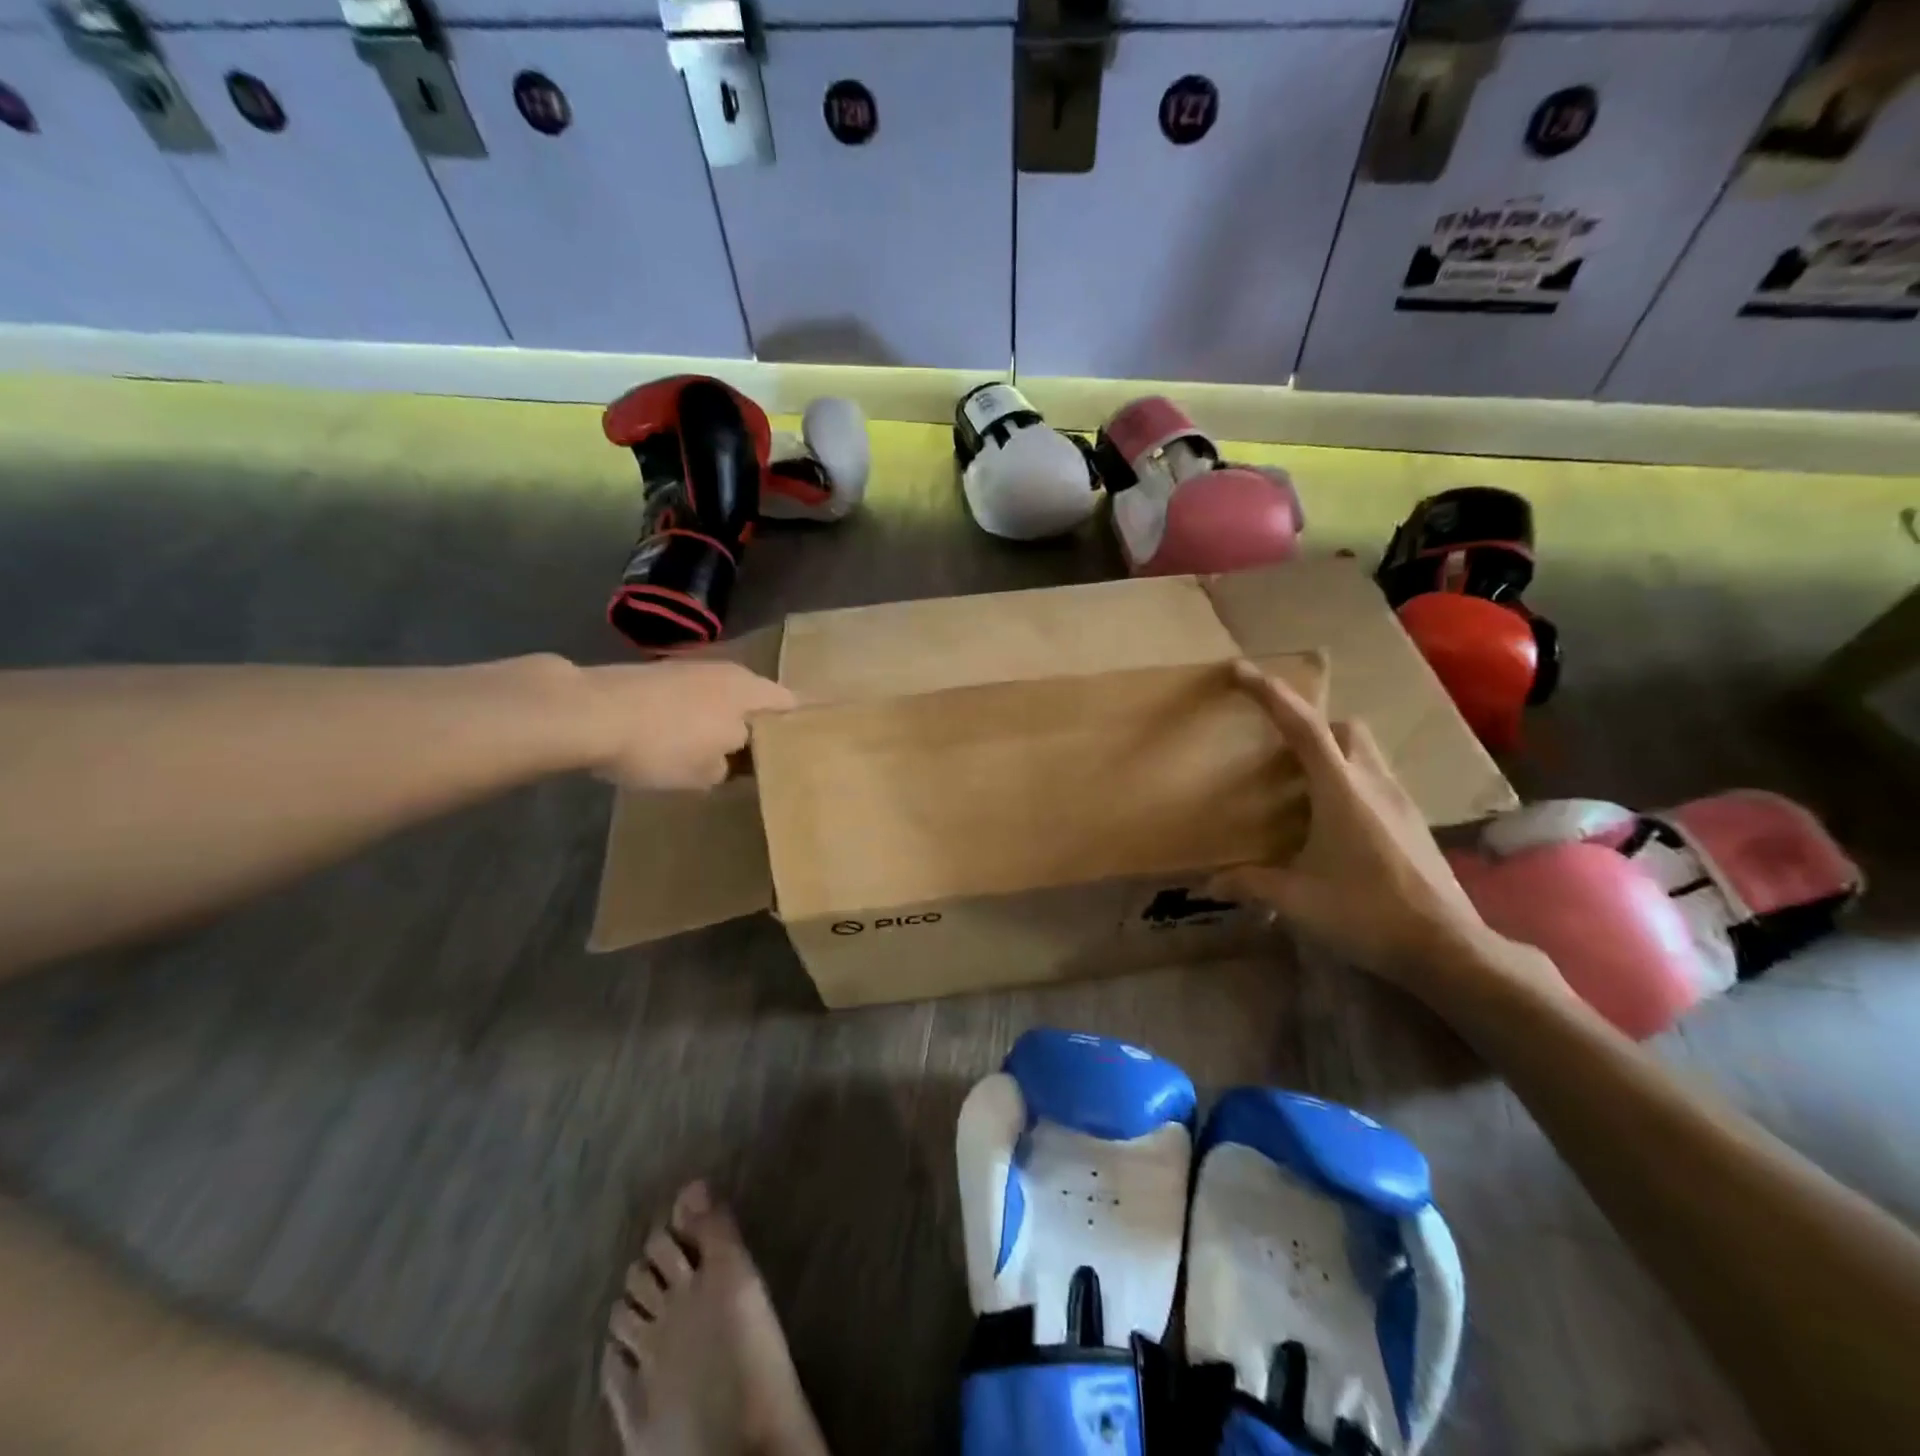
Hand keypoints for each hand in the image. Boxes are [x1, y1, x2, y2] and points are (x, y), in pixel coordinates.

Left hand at [578, 661, 794, 790]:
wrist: (589, 712)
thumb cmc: (663, 744)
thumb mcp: (707, 773)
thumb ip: (730, 766)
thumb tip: (730, 758)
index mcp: (751, 692)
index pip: (791, 705)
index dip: (797, 727)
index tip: (799, 749)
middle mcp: (729, 671)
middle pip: (755, 699)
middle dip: (757, 724)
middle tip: (758, 756)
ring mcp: (691, 668)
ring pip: (722, 697)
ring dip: (722, 719)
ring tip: (718, 750)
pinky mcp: (659, 672)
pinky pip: (692, 697)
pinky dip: (693, 715)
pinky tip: (680, 737)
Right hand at [1208, 660, 1501, 993]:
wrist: (1446, 947)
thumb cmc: (1365, 912)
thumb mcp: (1296, 899)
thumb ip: (1249, 884)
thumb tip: (1206, 884)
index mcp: (1339, 790)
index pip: (1303, 726)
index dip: (1271, 694)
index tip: (1241, 671)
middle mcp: (1372, 782)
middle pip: (1342, 727)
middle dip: (1308, 723)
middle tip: (1277, 747)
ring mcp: (1399, 800)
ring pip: (1363, 750)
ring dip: (1332, 750)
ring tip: (1301, 783)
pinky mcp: (1412, 821)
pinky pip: (1375, 777)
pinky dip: (1349, 777)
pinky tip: (1334, 819)